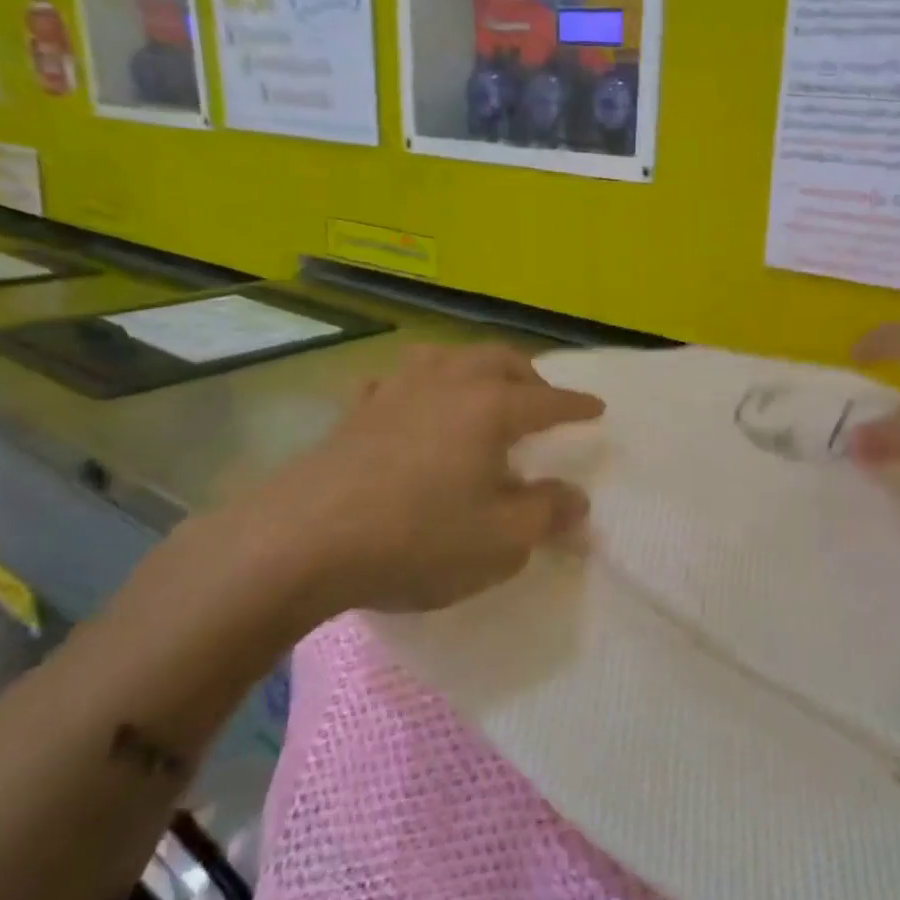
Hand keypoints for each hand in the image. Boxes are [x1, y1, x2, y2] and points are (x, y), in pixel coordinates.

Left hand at [237, 344, 603, 619]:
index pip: (548, 400)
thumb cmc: (417, 538)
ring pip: (445, 357)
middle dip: (529, 376)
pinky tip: (410, 406)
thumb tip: (577, 498)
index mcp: (491, 408)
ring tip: (481, 392)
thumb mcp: (502, 540)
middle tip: (542, 400)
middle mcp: (447, 384)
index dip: (577, 406)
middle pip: (498, 361)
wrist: (301, 541)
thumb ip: (548, 514)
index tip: (598, 408)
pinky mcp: (354, 412)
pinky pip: (395, 382)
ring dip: (474, 368)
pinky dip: (418, 387)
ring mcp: (395, 391)